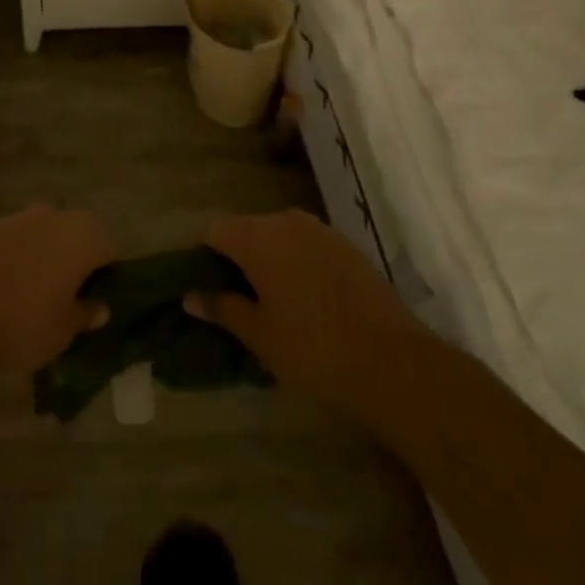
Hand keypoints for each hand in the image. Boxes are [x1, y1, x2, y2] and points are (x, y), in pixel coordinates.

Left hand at [0, 205, 113, 375]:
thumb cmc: (23, 323)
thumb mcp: (64, 330)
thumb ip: (85, 314)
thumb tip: (99, 307)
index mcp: (82, 236)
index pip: (109, 247)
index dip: (107, 274)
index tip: (98, 300)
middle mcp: (53, 216)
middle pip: (77, 234)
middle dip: (77, 260)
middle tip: (70, 297)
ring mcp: (18, 218)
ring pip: (45, 235)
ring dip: (47, 256)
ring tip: (37, 295)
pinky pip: (17, 241)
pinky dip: (19, 258)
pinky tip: (7, 289)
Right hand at [188, 210, 421, 418]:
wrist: (394, 362)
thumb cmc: (313, 349)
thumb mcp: (259, 335)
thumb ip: (222, 308)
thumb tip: (190, 296)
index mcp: (257, 237)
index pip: (214, 230)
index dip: (205, 255)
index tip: (207, 287)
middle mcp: (286, 222)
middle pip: (247, 229)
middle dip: (237, 257)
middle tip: (238, 300)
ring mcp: (320, 231)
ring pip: (279, 236)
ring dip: (269, 259)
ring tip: (273, 302)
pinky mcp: (347, 246)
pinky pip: (307, 245)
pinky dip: (298, 263)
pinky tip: (307, 300)